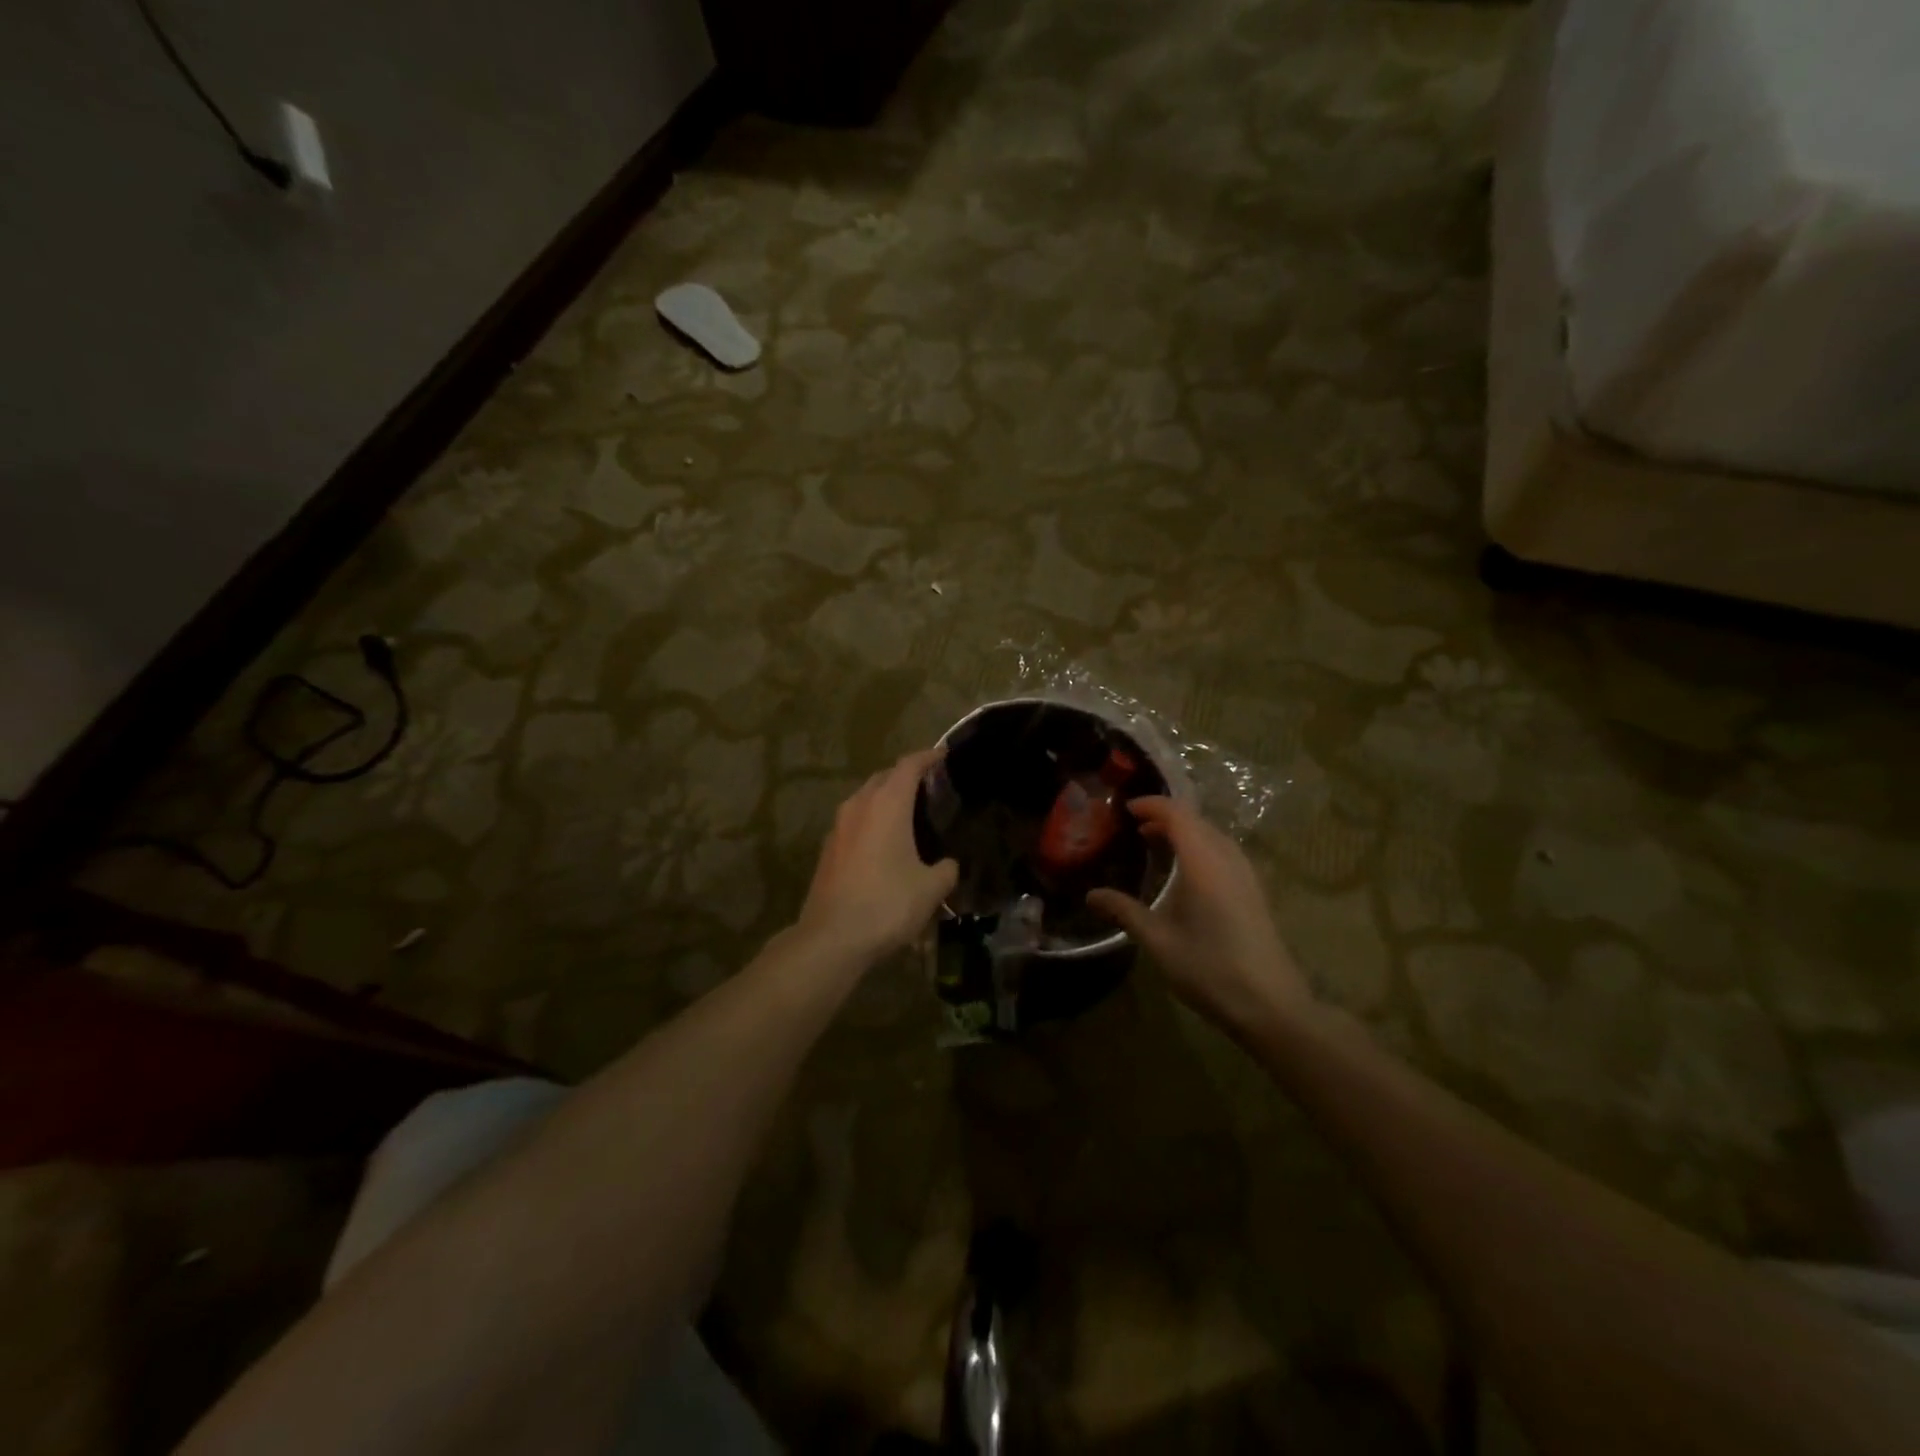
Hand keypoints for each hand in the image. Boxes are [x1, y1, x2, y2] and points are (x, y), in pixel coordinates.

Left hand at [797, 749, 958, 963]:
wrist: (831, 937)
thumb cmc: (887, 904)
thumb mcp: (931, 889)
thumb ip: (946, 869)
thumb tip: (948, 865)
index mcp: (887, 804)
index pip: (909, 765)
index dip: (928, 757)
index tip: (944, 755)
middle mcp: (859, 806)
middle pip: (884, 777)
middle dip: (905, 776)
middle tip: (930, 786)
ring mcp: (838, 827)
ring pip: (865, 799)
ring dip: (885, 799)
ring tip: (908, 813)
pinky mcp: (828, 849)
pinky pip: (854, 822)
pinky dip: (871, 821)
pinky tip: (884, 843)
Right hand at [1087, 797, 1311, 1038]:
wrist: (1271, 1005)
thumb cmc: (1210, 969)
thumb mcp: (1159, 941)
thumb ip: (1125, 912)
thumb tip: (1091, 895)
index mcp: (1204, 863)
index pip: (1178, 814)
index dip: (1152, 805)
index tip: (1124, 809)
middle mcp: (1228, 860)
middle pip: (1197, 820)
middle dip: (1165, 816)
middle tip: (1133, 827)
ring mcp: (1246, 875)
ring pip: (1213, 835)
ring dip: (1184, 831)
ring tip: (1155, 843)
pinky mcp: (1254, 891)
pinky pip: (1224, 851)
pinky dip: (1200, 846)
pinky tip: (1185, 871)